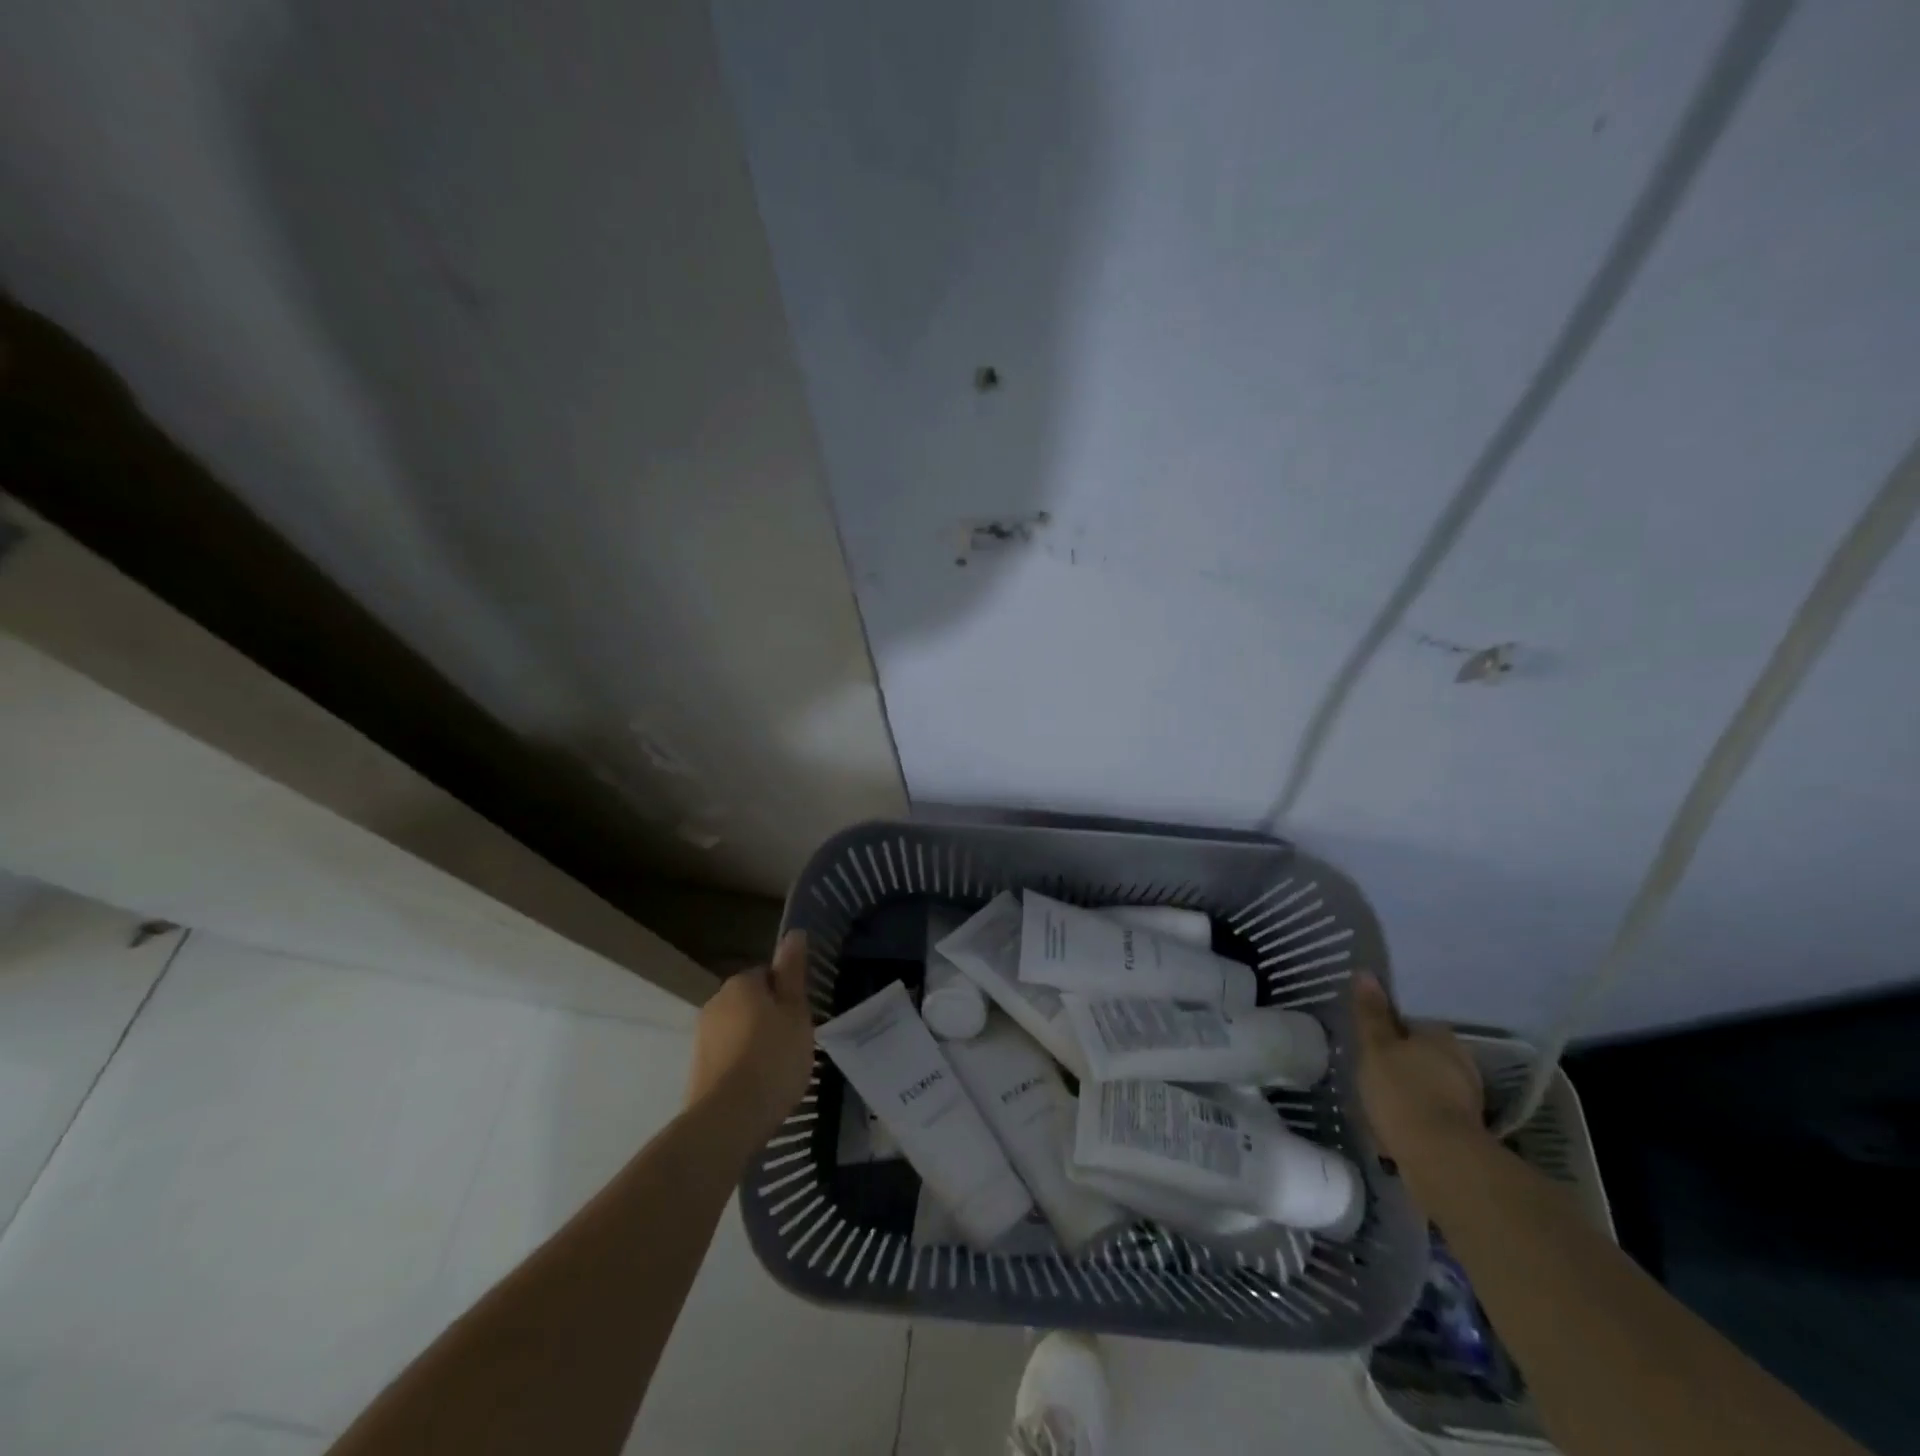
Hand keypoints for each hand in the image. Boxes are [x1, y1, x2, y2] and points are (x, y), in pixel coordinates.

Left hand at [686, 931, 816, 1144]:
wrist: (728, 1119)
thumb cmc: (773, 1057)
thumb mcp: (796, 1012)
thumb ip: (793, 973)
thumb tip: (793, 933)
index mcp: (741, 983)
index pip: (767, 975)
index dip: (787, 994)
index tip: (801, 1017)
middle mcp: (715, 1002)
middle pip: (751, 1002)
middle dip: (769, 1017)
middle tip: (794, 1042)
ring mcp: (702, 1037)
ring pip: (738, 1030)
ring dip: (755, 1041)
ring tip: (778, 1069)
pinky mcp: (697, 1069)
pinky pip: (727, 1056)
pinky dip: (742, 1065)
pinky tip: (758, 1086)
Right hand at [1352, 971, 1485, 1163]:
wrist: (1440, 1160)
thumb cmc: (1402, 1092)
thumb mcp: (1375, 1047)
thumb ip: (1370, 1013)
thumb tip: (1365, 972)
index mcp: (1441, 1037)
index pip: (1411, 1024)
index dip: (1387, 1031)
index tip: (1367, 1044)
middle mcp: (1461, 1063)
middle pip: (1421, 1054)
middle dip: (1398, 1063)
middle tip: (1369, 1074)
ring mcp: (1468, 1099)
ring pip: (1427, 1084)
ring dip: (1407, 1090)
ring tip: (1378, 1103)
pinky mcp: (1466, 1131)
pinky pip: (1432, 1112)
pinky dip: (1415, 1115)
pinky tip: (1396, 1127)